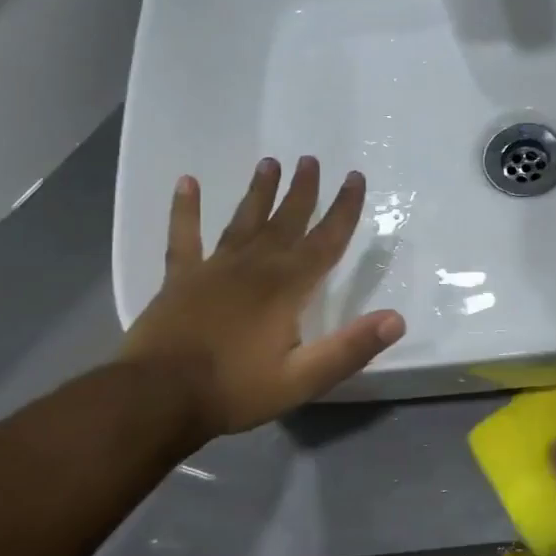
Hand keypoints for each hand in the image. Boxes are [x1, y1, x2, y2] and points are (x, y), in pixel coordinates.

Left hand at [120, 156, 405, 436]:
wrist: (158, 396)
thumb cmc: (236, 389)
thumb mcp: (303, 379)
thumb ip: (350, 348)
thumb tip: (397, 318)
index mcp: (287, 287)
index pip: (325, 240)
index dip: (344, 209)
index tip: (355, 177)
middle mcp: (254, 266)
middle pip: (285, 221)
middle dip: (303, 191)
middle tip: (311, 159)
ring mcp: (214, 268)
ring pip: (243, 221)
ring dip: (259, 192)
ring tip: (269, 163)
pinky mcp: (180, 278)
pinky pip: (184, 235)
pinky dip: (185, 208)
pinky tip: (186, 182)